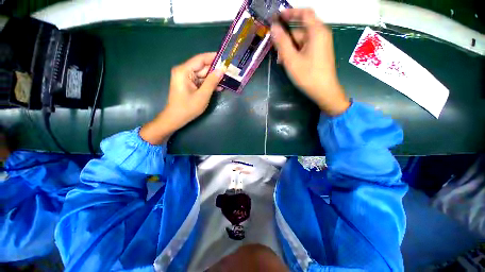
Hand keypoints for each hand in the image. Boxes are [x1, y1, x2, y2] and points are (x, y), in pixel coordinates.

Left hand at [140, 52, 223, 144]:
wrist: (176, 118)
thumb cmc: (188, 108)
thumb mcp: (203, 95)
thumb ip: (212, 81)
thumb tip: (221, 70)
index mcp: (184, 71)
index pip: (200, 59)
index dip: (213, 57)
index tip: (225, 58)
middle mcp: (184, 71)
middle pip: (202, 67)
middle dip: (215, 69)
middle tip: (229, 70)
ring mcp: (186, 78)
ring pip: (203, 74)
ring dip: (214, 78)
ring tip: (227, 79)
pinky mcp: (189, 84)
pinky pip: (201, 81)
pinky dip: (209, 84)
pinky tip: (219, 87)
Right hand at [271, 9, 349, 114]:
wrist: (324, 91)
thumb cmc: (308, 75)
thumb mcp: (291, 59)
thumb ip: (282, 42)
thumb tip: (274, 27)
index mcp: (317, 32)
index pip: (304, 13)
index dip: (290, 12)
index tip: (277, 17)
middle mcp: (320, 35)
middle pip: (300, 30)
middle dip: (286, 39)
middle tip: (275, 51)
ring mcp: (320, 45)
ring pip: (301, 41)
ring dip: (289, 49)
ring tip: (281, 61)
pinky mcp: (318, 53)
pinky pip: (304, 48)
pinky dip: (295, 53)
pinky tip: (288, 63)